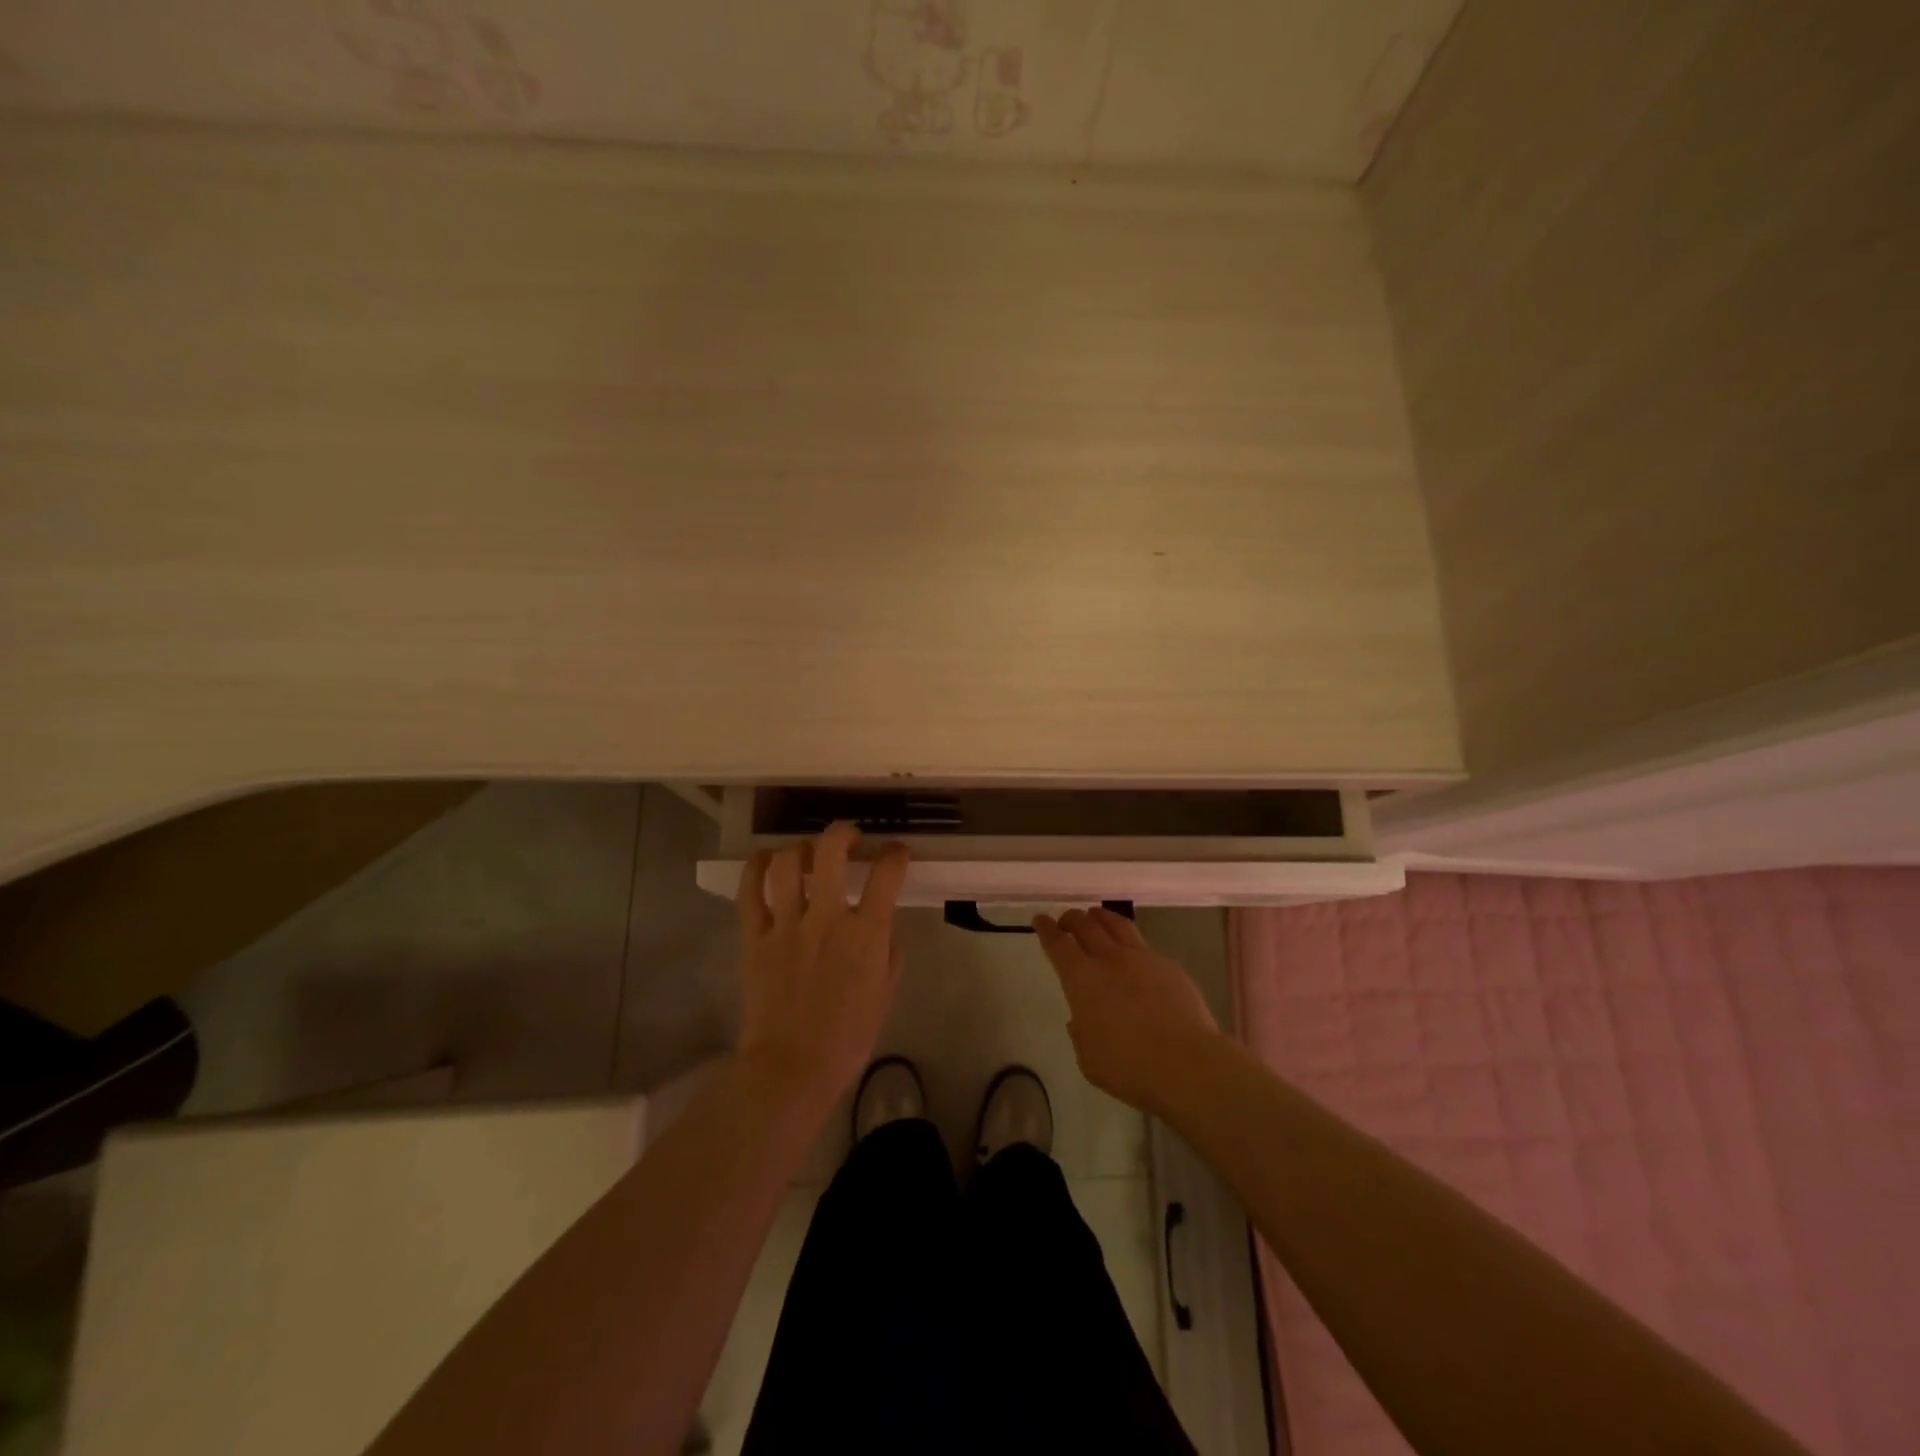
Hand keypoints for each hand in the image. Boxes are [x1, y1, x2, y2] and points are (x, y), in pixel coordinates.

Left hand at [735, 823, 910, 1109]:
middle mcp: (827, 918)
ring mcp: (786, 925)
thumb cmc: (848, 1037)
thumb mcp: (885, 994)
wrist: (793, 1067)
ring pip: (788, 864)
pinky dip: (756, 868)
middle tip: (848, 837)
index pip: (887, 875)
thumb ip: (889, 954)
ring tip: (807, 852)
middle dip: (842, 833)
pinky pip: (749, 892)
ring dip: (800, 848)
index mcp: (866, 933)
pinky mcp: (755, 938)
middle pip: (830, 852)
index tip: (896, 852)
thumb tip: (882, 930)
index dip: (895, 854)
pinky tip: (765, 860)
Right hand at [1034, 907, 1221, 1114]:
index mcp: (1082, 979)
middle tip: (1066, 920)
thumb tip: (1081, 1019)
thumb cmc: (1130, 1067)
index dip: (1046, 928)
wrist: (1188, 1064)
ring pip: (1116, 924)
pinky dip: (1129, 942)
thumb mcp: (1089, 1058)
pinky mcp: (1168, 965)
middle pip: (1085, 924)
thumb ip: (1080, 1032)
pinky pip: (1143, 945)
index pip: (1057, 943)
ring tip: (1095, 917)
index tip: (1040, 919)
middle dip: (1071, 918)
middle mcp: (1109, 959)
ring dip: (1100, 917)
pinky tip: (1133, 954)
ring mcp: (1142, 958)